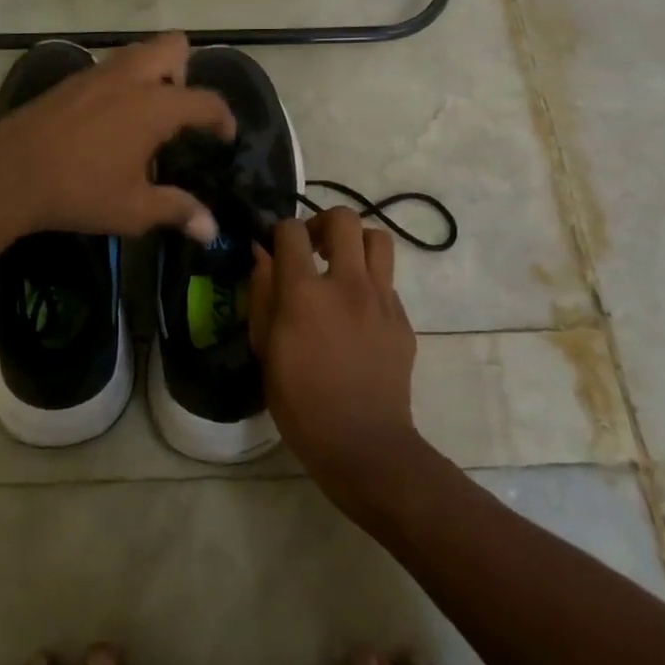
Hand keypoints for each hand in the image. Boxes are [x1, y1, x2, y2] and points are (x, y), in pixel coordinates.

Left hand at [0, 33, 234, 242]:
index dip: (222, 118)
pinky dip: (120, 83)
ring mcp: (96, 74)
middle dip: (184, 71)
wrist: (8, 173)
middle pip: (173, 46)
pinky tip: (106, 121)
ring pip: (137, 52)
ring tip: (144, 115)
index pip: (205, 100)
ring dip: (151, 72)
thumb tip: (211, 230)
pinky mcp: (69, 82)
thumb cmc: (79, 191)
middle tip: (177, 111)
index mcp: (155, 106)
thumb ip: (177, 211)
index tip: (224, 136)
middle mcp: (130, 78)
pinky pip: (108, 68)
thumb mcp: (134, 209)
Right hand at [250, 210, 425, 506]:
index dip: (280, 232)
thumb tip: (262, 256)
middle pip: (345, 218)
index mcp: (305, 293)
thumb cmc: (301, 403)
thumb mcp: (265, 350)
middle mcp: (347, 284)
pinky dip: (370, 282)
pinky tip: (357, 312)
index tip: (276, 249)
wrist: (364, 445)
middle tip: (313, 249)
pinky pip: (388, 281)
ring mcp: (381, 300)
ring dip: (356, 244)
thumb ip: (262, 296)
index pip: (292, 231)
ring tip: (341, 267)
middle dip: (323, 223)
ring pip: (378, 239)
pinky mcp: (402, 320)